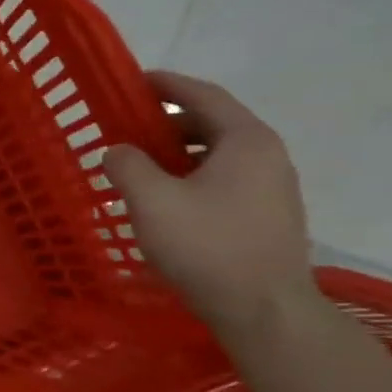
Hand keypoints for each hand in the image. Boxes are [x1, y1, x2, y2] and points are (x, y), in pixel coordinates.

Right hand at [103, 70, 317, 333]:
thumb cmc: (207, 246)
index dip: (167, 85)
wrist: (263, 309)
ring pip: (219, 154)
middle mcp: (268, 156)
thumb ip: (127, 166)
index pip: (204, 96)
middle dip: (168, 121)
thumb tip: (118, 151)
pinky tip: (167, 198)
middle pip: (214, 123)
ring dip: (179, 151)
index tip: (134, 81)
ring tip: (141, 166)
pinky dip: (193, 174)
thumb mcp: (151, 201)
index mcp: (246, 141)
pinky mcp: (268, 216)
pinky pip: (225, 179)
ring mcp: (273, 188)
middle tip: (128, 128)